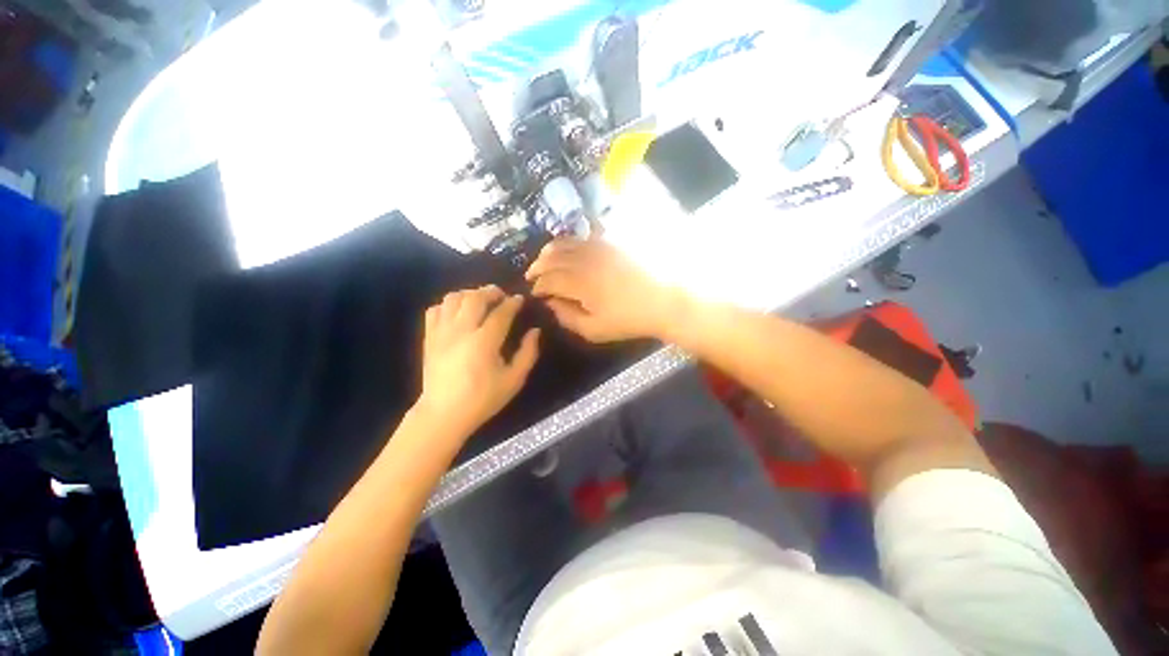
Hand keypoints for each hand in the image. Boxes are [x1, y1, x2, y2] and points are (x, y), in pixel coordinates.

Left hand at [415, 285, 539, 439]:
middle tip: (501, 296)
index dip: (513, 303)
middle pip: (475, 297)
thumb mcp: (514, 380)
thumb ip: (528, 353)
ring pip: (453, 298)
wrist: (444, 414)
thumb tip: (534, 331)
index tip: (520, 300)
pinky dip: (448, 304)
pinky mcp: (429, 337)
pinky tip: (458, 313)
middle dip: (491, 291)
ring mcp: (441, 332)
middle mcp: (461, 331)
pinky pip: (435, 309)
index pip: (501, 312)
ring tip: (480, 301)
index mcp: (484, 342)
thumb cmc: (483, 398)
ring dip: (470, 294)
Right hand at [525, 239, 684, 342]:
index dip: (537, 287)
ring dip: (549, 252)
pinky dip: (569, 242)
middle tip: (532, 276)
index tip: (535, 294)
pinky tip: (568, 250)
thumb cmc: (629, 319)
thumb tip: (550, 303)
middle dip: (537, 267)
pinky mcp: (610, 241)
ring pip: (564, 243)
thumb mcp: (594, 329)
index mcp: (578, 282)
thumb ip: (567, 317)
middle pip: (551, 258)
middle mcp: (583, 259)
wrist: (664, 300)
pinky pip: (582, 237)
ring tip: (544, 261)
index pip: (547, 281)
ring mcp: (597, 246)